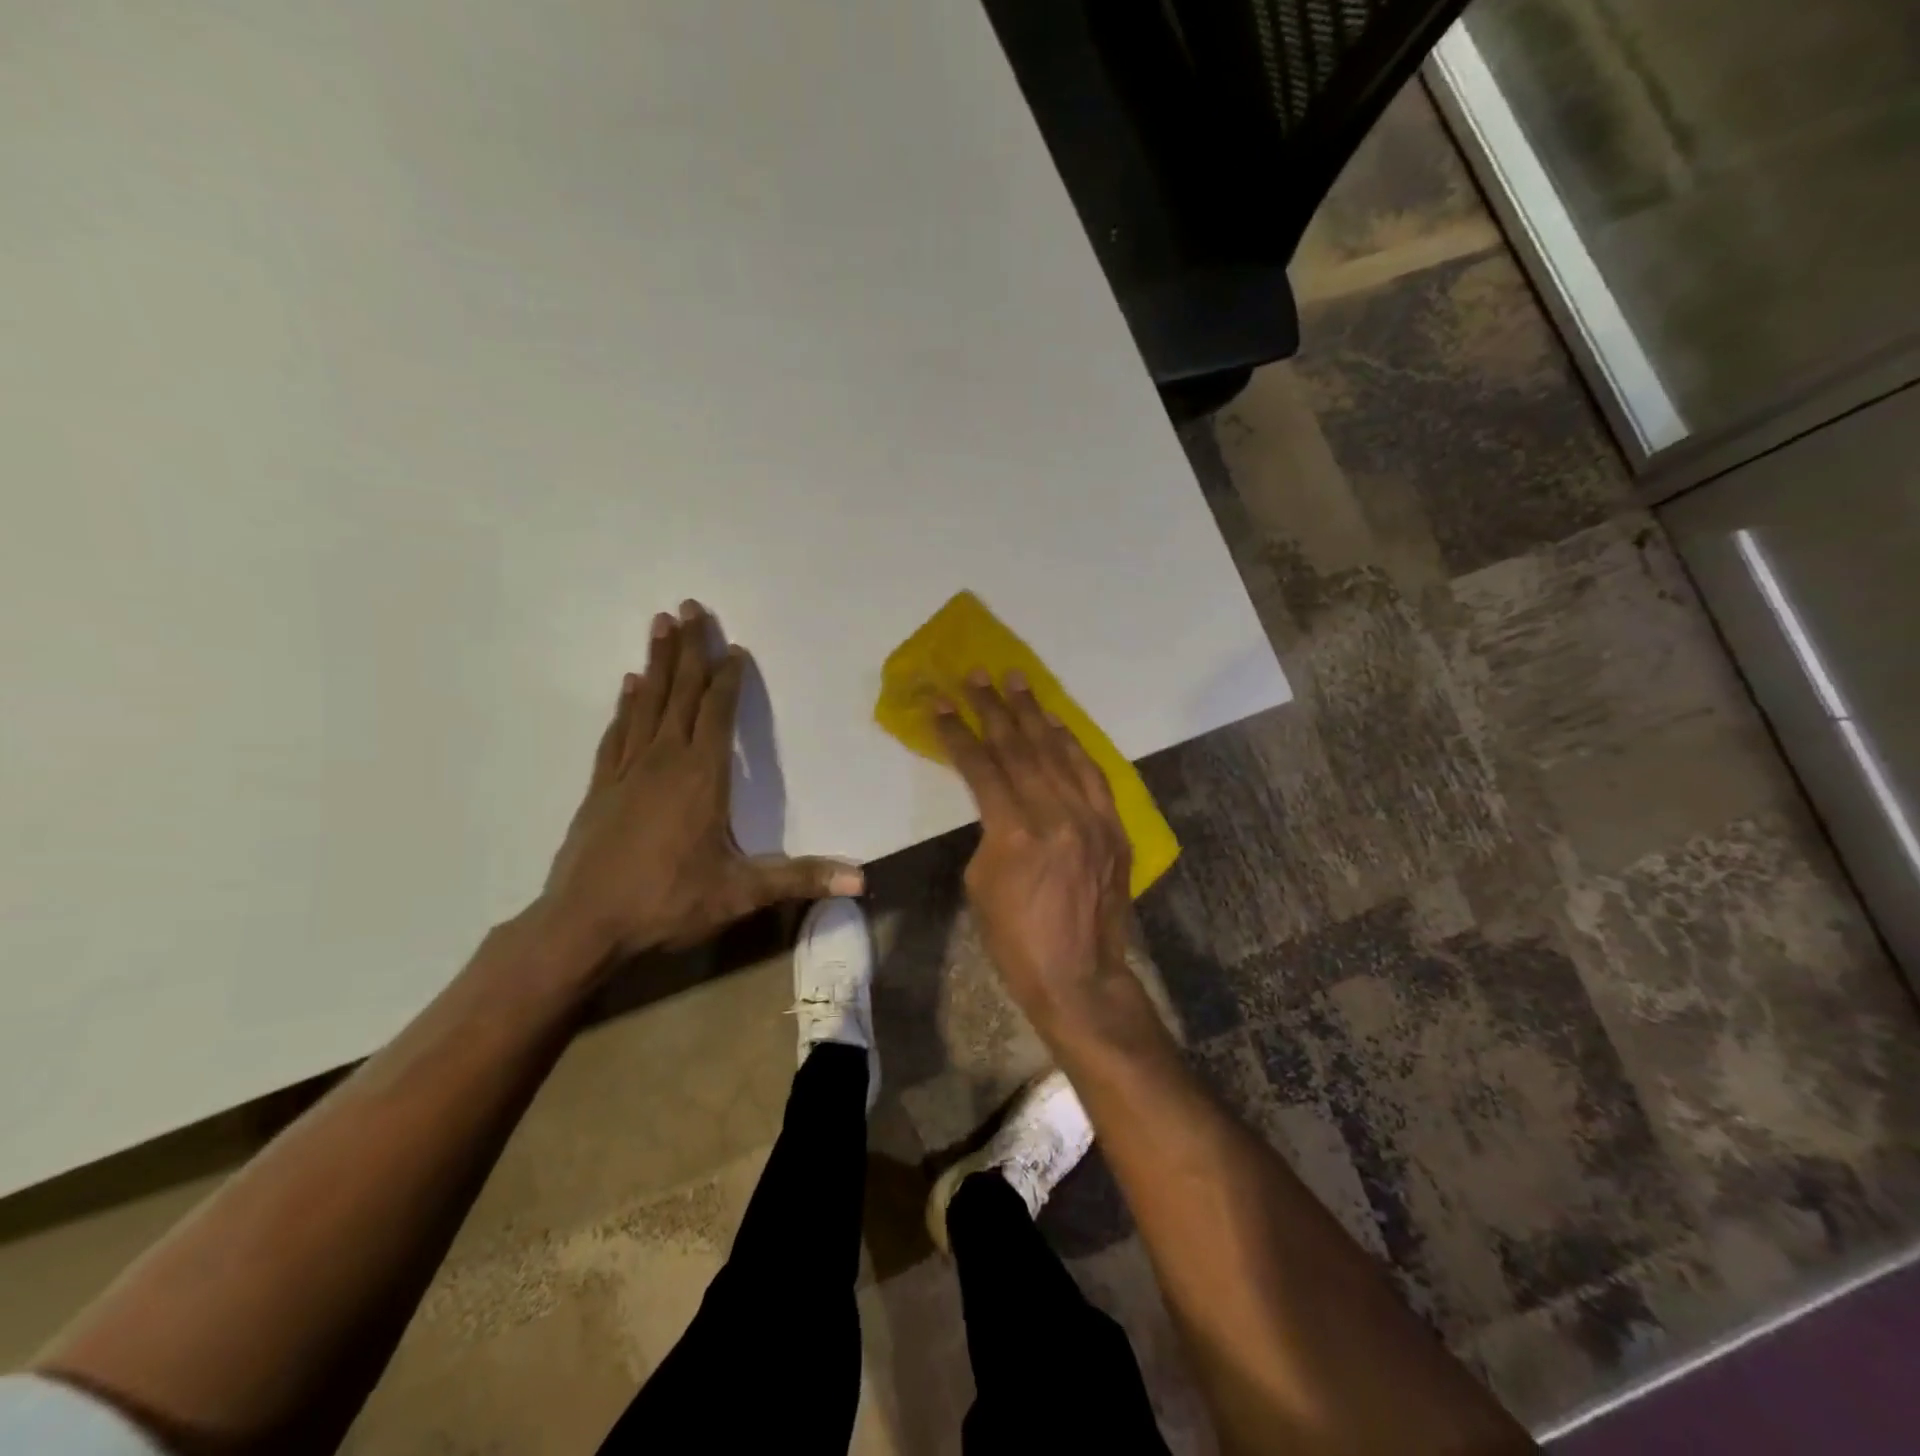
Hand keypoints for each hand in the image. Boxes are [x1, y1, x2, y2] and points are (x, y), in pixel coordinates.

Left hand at [538, 602, 863, 965]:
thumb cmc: (667, 902)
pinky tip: (628, 686)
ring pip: (646, 704)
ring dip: (656, 663)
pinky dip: (625, 706)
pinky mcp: (600, 787)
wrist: (583, 925)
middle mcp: (663, 761)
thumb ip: (800, 878)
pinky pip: (617, 733)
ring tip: (659, 625)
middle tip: (689, 606)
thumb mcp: (740, 893)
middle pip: (680, 693)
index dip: (728, 679)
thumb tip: (862, 879)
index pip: (718, 713)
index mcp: (701, 777)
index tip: (735, 647)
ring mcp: (627, 770)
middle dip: (688, 649)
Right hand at [932, 670, 1134, 1029]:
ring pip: (1059, 753)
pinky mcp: (1114, 828)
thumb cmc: (1016, 941)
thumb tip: (999, 802)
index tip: (941, 703)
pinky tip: (1059, 725)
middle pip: (1020, 749)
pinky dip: (1073, 746)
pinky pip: (1093, 775)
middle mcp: (1057, 815)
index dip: (959, 732)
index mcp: (1015, 832)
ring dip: (1035, 714)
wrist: (1080, 977)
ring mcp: (1092, 819)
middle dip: (995, 708)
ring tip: (1018, 681)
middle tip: (977, 675)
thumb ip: (990, 831)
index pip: (982, 767)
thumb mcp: (981, 883)